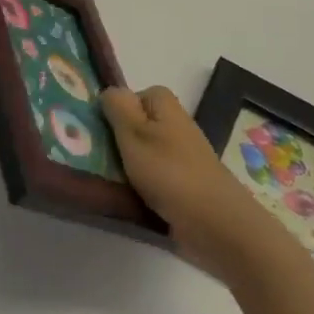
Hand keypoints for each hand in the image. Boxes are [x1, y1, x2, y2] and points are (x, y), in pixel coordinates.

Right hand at [102, 85, 268, 281]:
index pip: (136, 95)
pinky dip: (142, 185)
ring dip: (128, 165)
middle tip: (99, 155)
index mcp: (166, 107)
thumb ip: (118, 107)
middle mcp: (177, 126)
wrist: (214, 222)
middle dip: (119, 139)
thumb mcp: (133, 132)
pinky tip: (131, 197)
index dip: (117, 109)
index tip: (102, 129)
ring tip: (109, 179)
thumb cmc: (168, 171)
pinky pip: (154, 177)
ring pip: (145, 152)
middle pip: (139, 124)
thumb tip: (109, 91)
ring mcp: (183, 156)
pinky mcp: (185, 184)